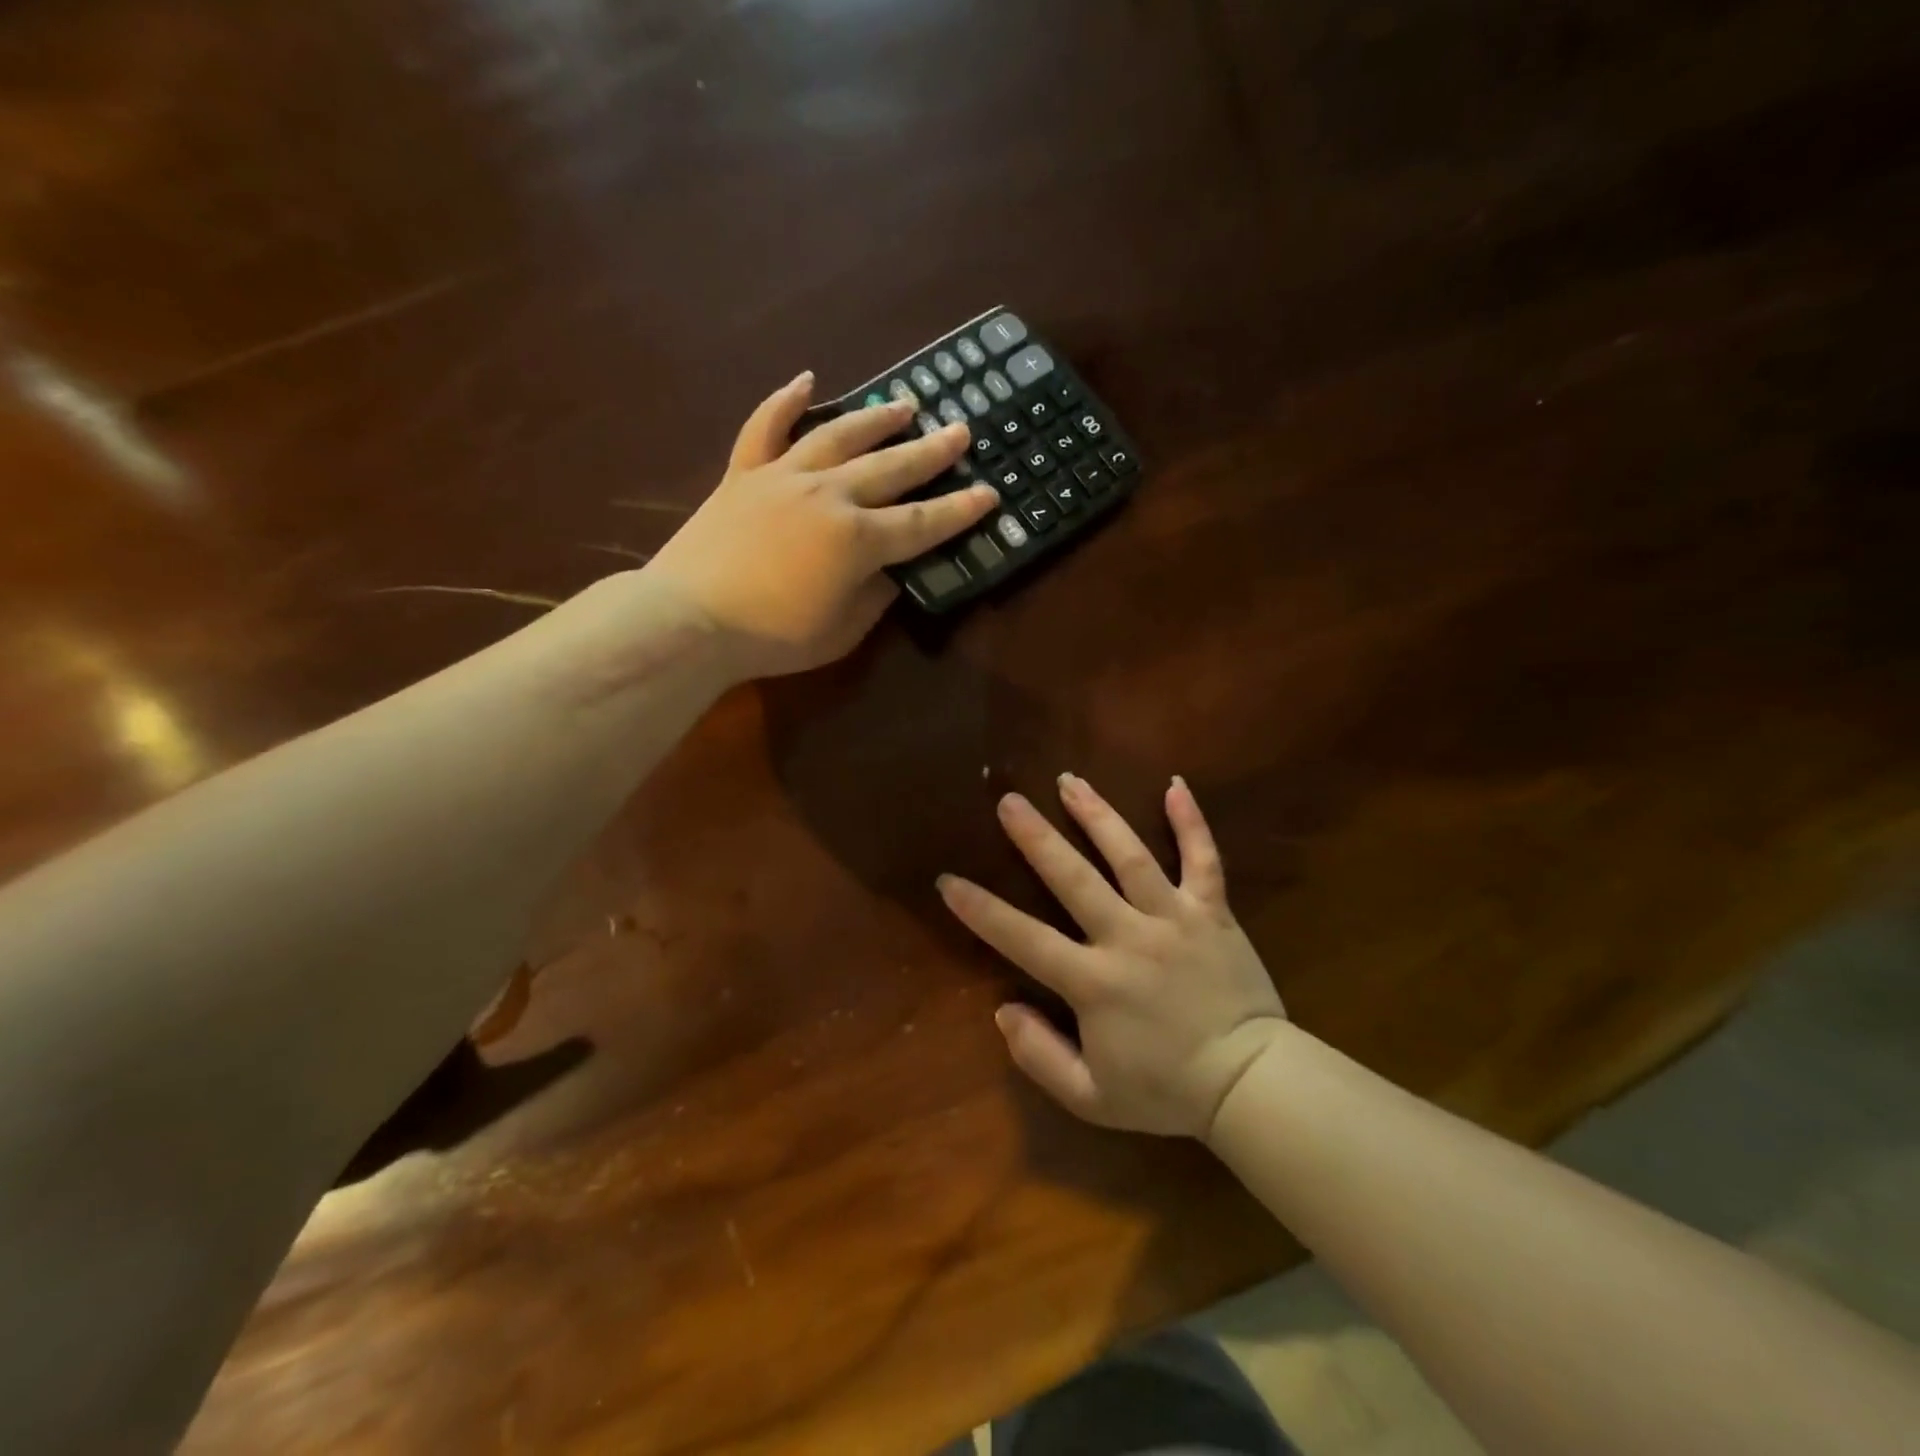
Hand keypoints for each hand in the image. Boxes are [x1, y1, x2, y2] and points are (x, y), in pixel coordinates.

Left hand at [646, 372, 996, 677]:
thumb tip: (890, 572)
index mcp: (858, 540)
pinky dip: (785, 401)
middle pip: (891, 468)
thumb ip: (874, 597)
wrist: (689, 620)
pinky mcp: (743, 474)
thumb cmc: (772, 637)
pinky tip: (806, 379)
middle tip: (961, 431)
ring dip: (876, 419)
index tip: (989, 493)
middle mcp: (829, 495)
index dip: (959, 511)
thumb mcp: (841, 631)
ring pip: (839, 436)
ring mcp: (783, 477)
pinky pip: (766, 428)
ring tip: (906, 404)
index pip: (922, 522)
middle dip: (931, 451)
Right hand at [939, 774, 1285, 1137]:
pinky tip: (1175, 784)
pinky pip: (1203, 859)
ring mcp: (1174, 918)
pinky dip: (1191, 822)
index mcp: (1094, 982)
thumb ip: (1039, 1056)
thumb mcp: (1091, 1097)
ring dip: (1098, 815)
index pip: (1024, 939)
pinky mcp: (1213, 911)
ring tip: (1069, 780)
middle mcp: (1129, 937)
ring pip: (1130, 856)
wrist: (1252, 1084)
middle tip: (1009, 801)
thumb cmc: (1167, 1091)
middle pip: (1074, 878)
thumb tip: (1004, 1010)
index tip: (948, 881)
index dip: (982, 910)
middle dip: (1037, 838)